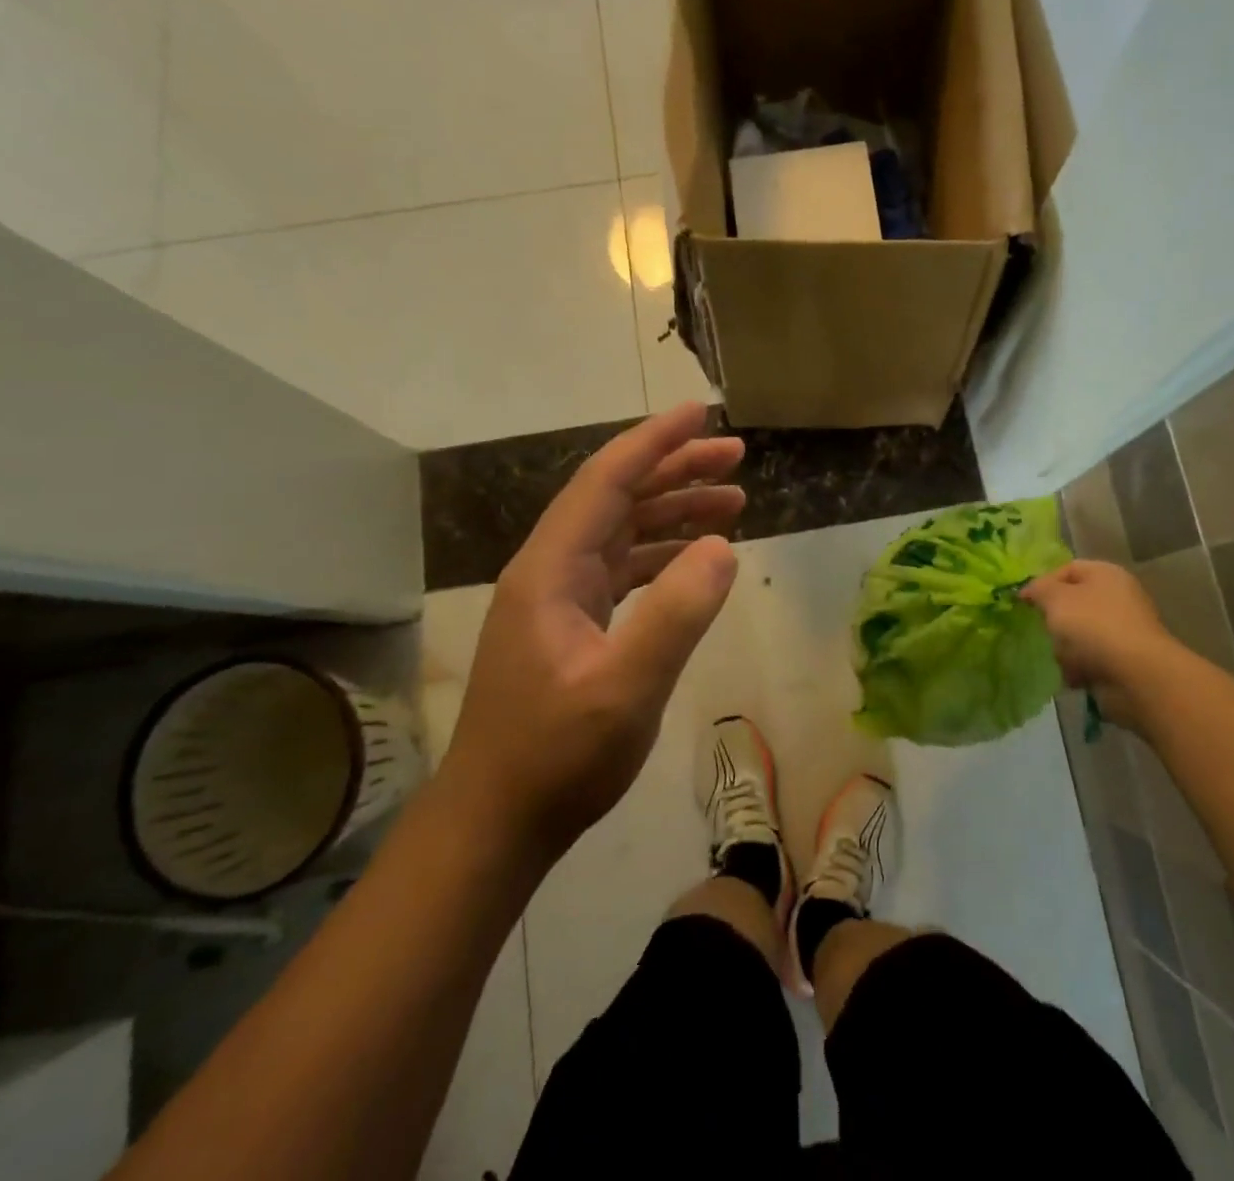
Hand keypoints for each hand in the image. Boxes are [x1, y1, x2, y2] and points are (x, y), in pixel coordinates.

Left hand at [449, 403, 744, 856]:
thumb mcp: (625, 689)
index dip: (654, 441)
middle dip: (675, 470)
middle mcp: (550, 570)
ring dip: (674, 512)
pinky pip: (622, 568)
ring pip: (621, 531)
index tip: (700, 413)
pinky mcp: (569, 625)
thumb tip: (721, 547)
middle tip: (736, 457)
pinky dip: (662, 554)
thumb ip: (675, 614)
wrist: (497, 821)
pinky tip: (697, 561)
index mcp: (551, 569)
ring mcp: (557, 599)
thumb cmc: (556, 757)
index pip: (606, 481)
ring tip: (734, 504)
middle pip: (616, 497)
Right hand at [1022, 560, 1172, 728]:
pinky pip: (1090, 658)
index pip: (1067, 569)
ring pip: (1079, 633)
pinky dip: (1079, 667)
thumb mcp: (1055, 598)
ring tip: (1061, 657)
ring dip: (1064, 647)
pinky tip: (1073, 675)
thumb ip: (1038, 589)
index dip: (1043, 583)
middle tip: (1043, 630)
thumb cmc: (1093, 626)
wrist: (1136, 676)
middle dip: (1055, 619)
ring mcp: (1122, 630)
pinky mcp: (1123, 660)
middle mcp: (1118, 598)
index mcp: (1106, 574)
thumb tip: (1029, 591)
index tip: (1024, 602)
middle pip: (1073, 603)